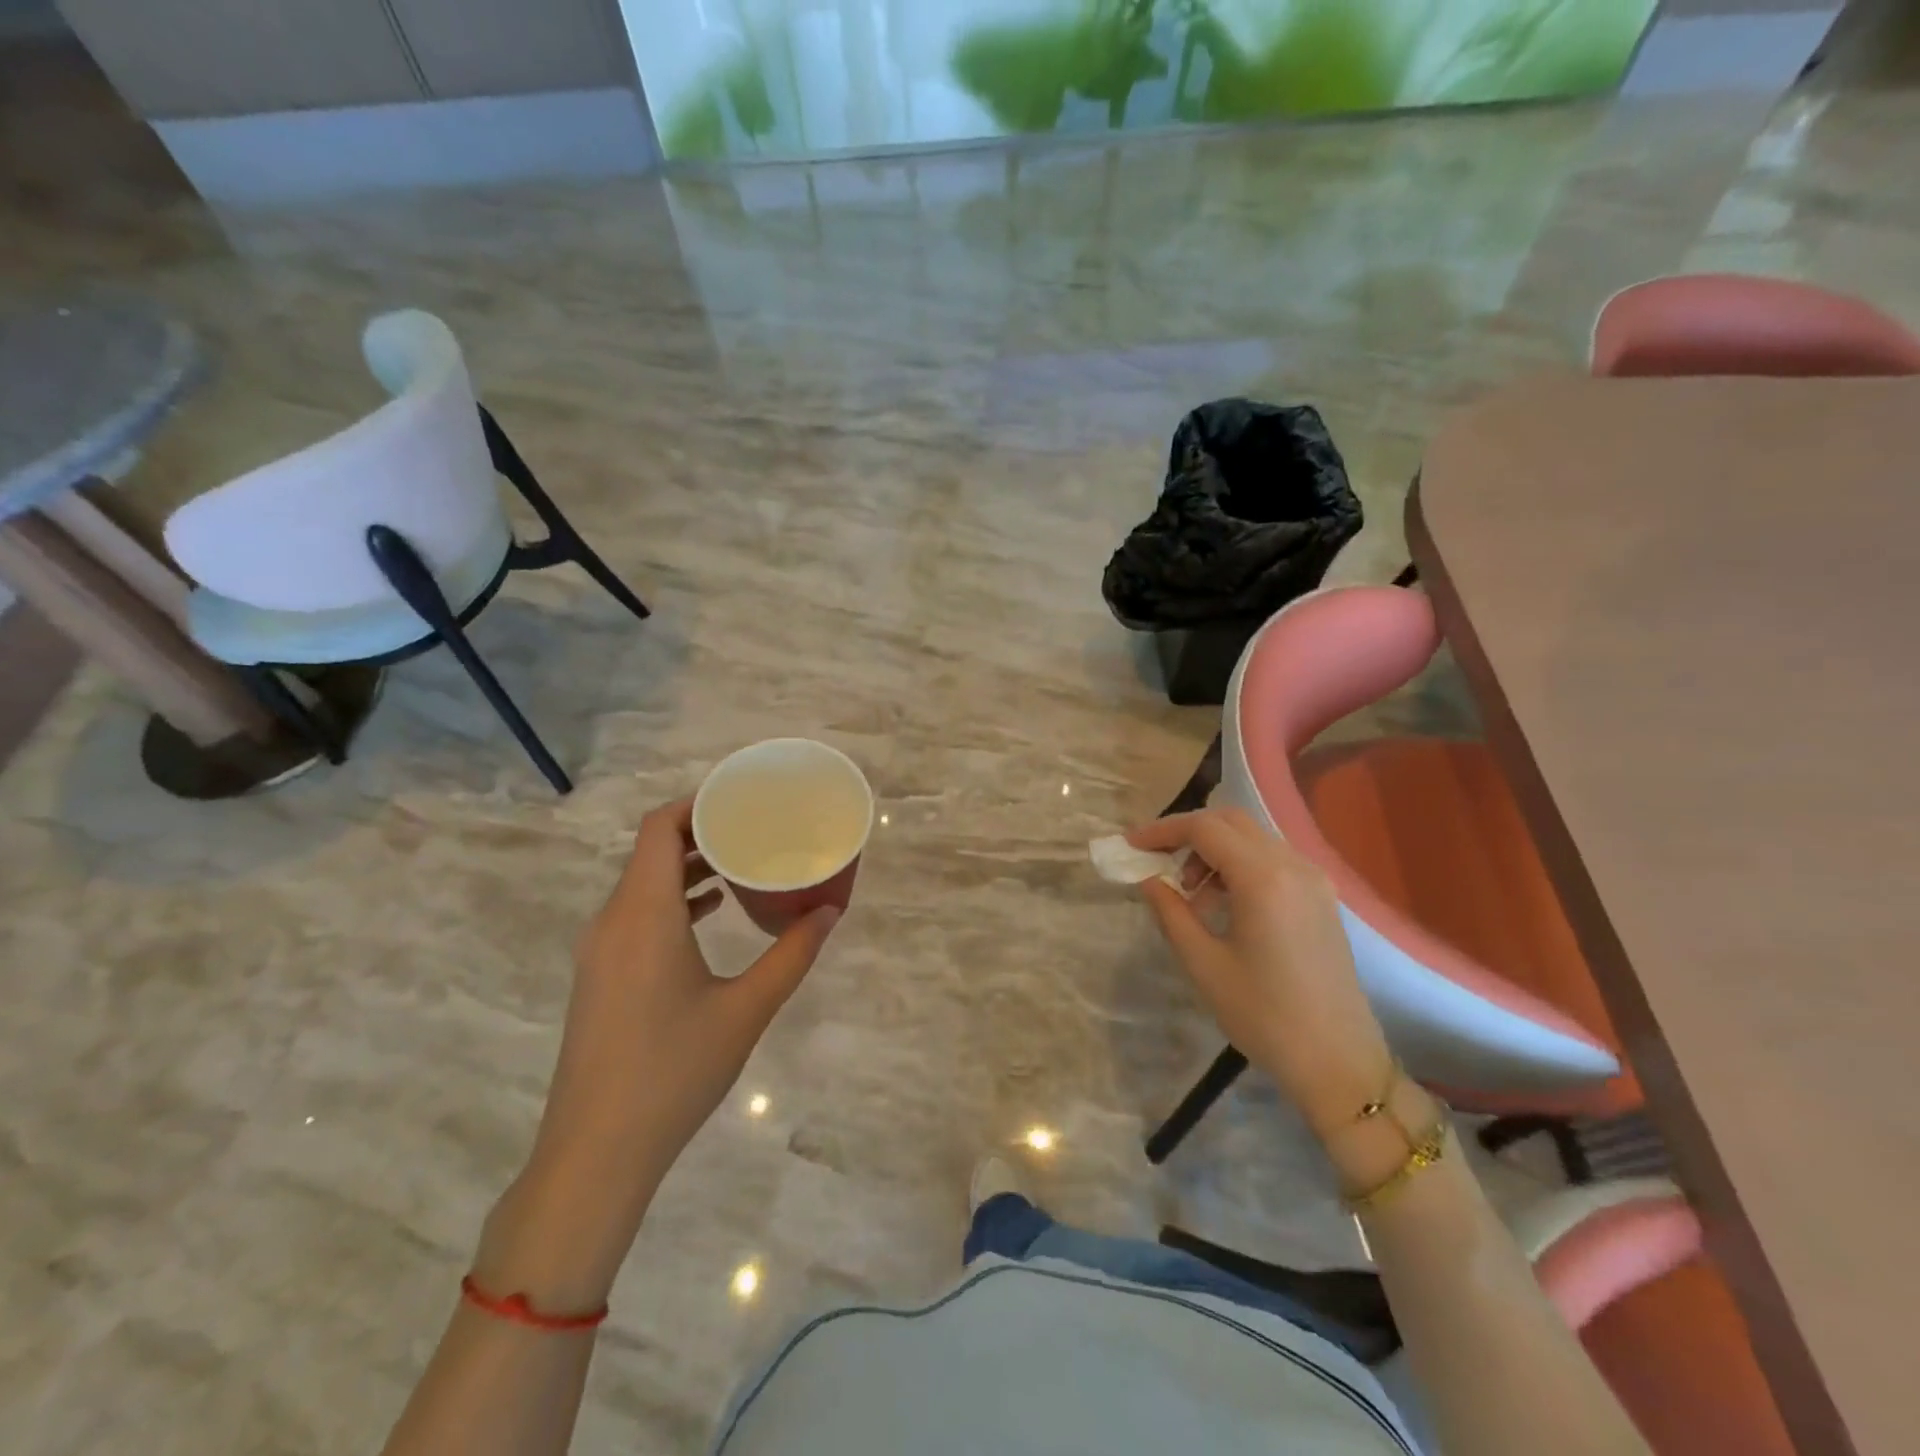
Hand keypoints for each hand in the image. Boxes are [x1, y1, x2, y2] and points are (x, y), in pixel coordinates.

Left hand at [478, 797, 839, 1307]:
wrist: (595, 1153)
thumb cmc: (673, 1071)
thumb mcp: (746, 1010)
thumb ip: (792, 954)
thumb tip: (831, 911)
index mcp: (643, 914)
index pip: (658, 828)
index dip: (696, 802)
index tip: (741, 798)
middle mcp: (613, 920)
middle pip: (651, 850)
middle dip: (702, 831)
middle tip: (755, 827)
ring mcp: (600, 950)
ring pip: (642, 883)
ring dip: (688, 866)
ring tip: (741, 864)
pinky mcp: (600, 976)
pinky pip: (636, 914)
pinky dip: (673, 899)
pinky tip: (711, 914)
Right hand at [1131, 807, 1394, 1140]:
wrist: (1338, 1063)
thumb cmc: (1263, 1015)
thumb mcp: (1203, 964)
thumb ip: (1170, 912)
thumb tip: (1149, 879)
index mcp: (1263, 878)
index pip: (1204, 828)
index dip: (1162, 831)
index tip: (1131, 846)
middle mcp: (1292, 865)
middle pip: (1231, 821)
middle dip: (1188, 834)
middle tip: (1157, 862)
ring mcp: (1313, 880)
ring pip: (1252, 839)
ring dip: (1213, 852)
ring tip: (1189, 896)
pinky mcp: (1321, 898)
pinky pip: (1272, 861)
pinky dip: (1239, 866)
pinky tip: (1222, 905)